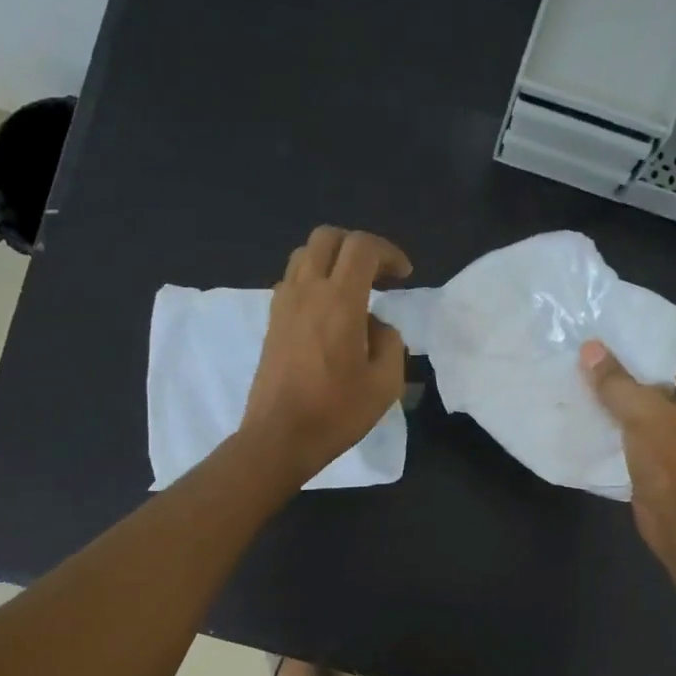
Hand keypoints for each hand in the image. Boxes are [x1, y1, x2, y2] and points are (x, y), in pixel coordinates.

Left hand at [241, 227, 411, 482]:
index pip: (362, 247)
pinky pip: (291, 281)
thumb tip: (377, 325)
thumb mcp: (385, 384)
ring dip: (331, 261)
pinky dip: (312, 281)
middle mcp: (307, 291)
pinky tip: (327, 313)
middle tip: (377, 275)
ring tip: (351, 290)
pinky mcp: (272, 322)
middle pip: (328, 238)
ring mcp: (284, 304)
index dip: (388, 252)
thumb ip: (390, 343)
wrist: (280, 437)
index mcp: (340, 301)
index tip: (403, 276)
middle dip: (357, 247)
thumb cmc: (336, 412)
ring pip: (304, 255)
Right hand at [580, 339, 675, 565]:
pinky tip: (584, 408)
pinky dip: (613, 419)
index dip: (637, 341)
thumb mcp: (642, 413)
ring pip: (640, 402)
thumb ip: (615, 380)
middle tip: (583, 351)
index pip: (670, 351)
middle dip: (620, 368)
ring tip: (577, 375)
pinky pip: (632, 425)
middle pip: (653, 375)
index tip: (601, 331)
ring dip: (613, 395)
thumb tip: (589, 349)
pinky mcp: (658, 451)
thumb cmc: (672, 461)